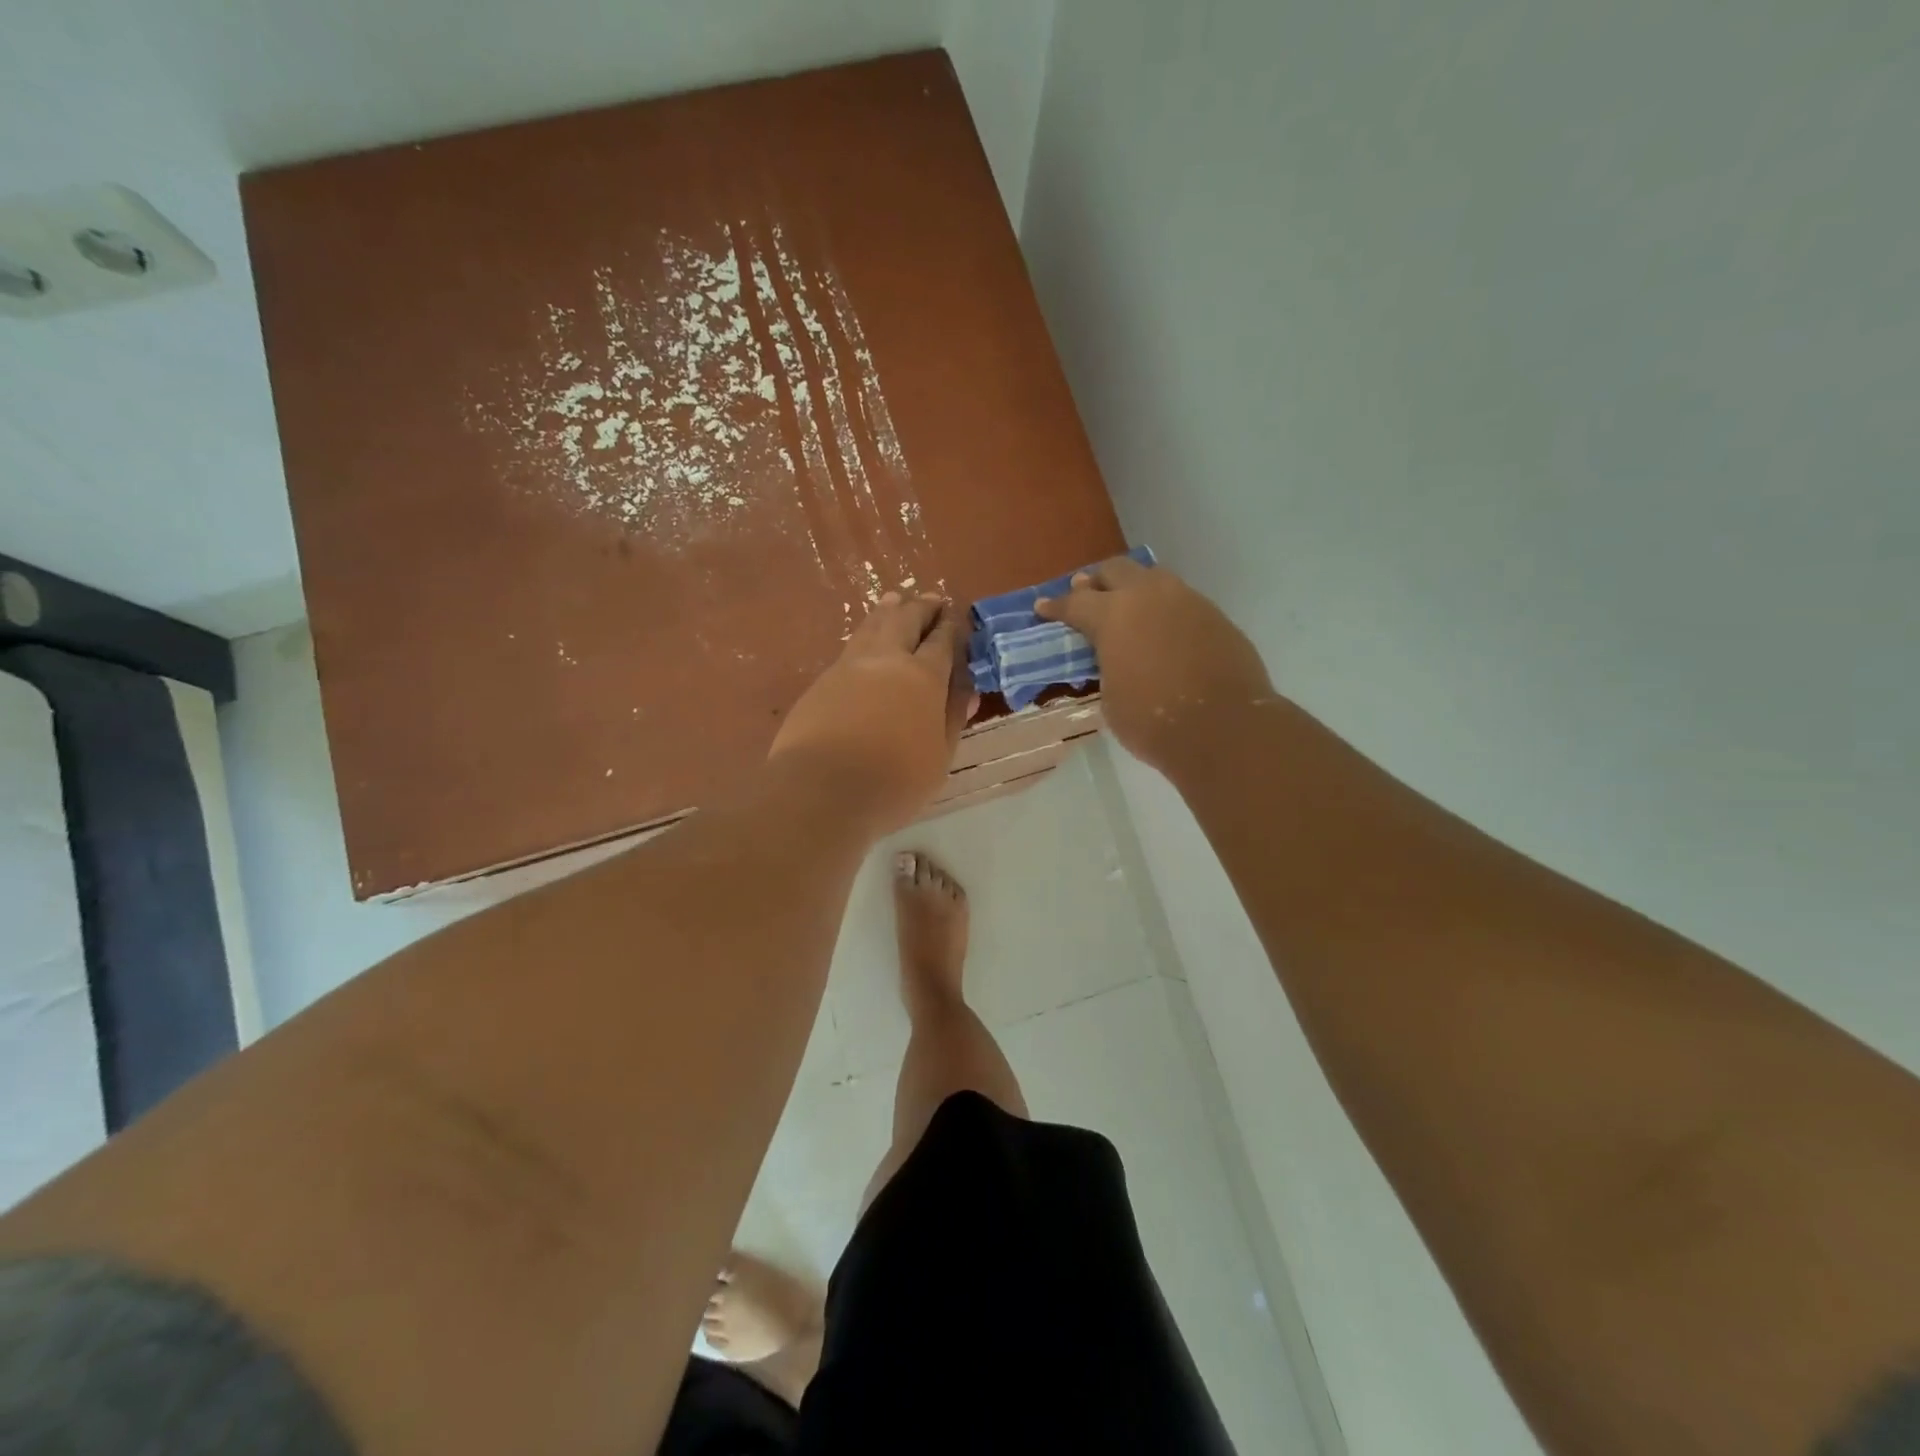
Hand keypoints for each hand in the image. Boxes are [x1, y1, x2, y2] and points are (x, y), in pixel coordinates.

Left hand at [768, 592, 974, 832]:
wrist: (821, 791)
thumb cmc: (893, 782)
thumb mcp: (938, 757)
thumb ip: (952, 719)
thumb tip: (967, 691)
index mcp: (923, 677)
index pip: (942, 641)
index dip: (952, 627)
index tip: (958, 617)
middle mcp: (887, 660)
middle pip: (906, 620)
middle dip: (922, 607)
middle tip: (932, 600)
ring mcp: (849, 666)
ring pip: (873, 625)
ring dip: (889, 610)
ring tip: (897, 600)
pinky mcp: (822, 681)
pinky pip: (850, 646)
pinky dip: (865, 632)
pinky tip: (866, 638)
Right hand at [1036, 557, 1272, 771]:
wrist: (1223, 728)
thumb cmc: (1153, 720)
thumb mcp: (1111, 695)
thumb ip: (1108, 664)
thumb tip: (1116, 656)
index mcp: (1113, 615)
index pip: (1076, 602)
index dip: (1056, 606)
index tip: (1043, 606)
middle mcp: (1149, 596)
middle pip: (1116, 570)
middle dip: (1097, 582)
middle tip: (1087, 594)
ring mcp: (1187, 601)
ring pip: (1154, 579)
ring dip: (1135, 589)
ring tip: (1128, 607)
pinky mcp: (1215, 616)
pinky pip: (1182, 601)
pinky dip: (1165, 610)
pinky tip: (1163, 630)